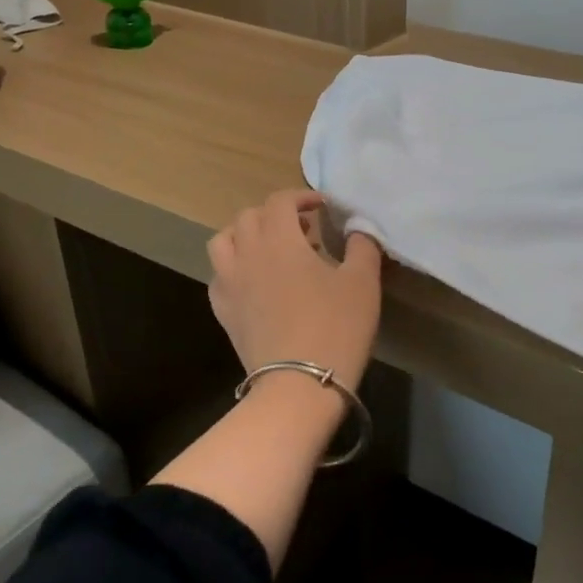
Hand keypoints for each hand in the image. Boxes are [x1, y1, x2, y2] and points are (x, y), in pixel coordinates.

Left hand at [208, 189, 383, 385]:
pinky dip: (235, 268)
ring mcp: (229, 283)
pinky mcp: (223, 311)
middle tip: (303, 232)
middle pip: (249, 216)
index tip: (321, 208)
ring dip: (246, 236)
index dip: (301, 197)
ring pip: (224, 241)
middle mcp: (247, 254)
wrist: (299, 385)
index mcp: (280, 240)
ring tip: (270, 250)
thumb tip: (358, 228)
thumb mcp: (362, 282)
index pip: (280, 201)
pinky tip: (255, 283)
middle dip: (275, 215)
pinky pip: (220, 275)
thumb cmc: (336, 327)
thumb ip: (361, 246)